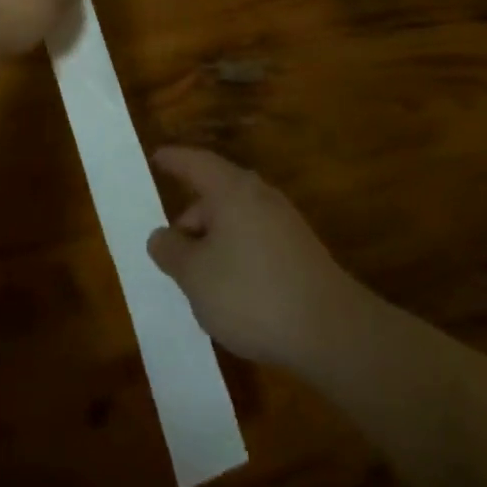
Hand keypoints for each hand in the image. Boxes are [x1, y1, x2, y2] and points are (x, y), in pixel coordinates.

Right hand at [146, 147, 367, 370]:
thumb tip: (161, 235)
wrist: (329, 329)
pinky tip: (230, 290)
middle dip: (191, 216)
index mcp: (231, 190)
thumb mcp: (195, 276)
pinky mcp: (299, 249)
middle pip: (216, 193)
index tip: (156, 157)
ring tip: (197, 278)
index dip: (174, 160)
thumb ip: (171, 252)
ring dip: (212, 240)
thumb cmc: (251, 293)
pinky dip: (234, 253)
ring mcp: (283, 221)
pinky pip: (254, 238)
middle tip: (171, 249)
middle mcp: (259, 195)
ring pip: (236, 218)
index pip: (196, 163)